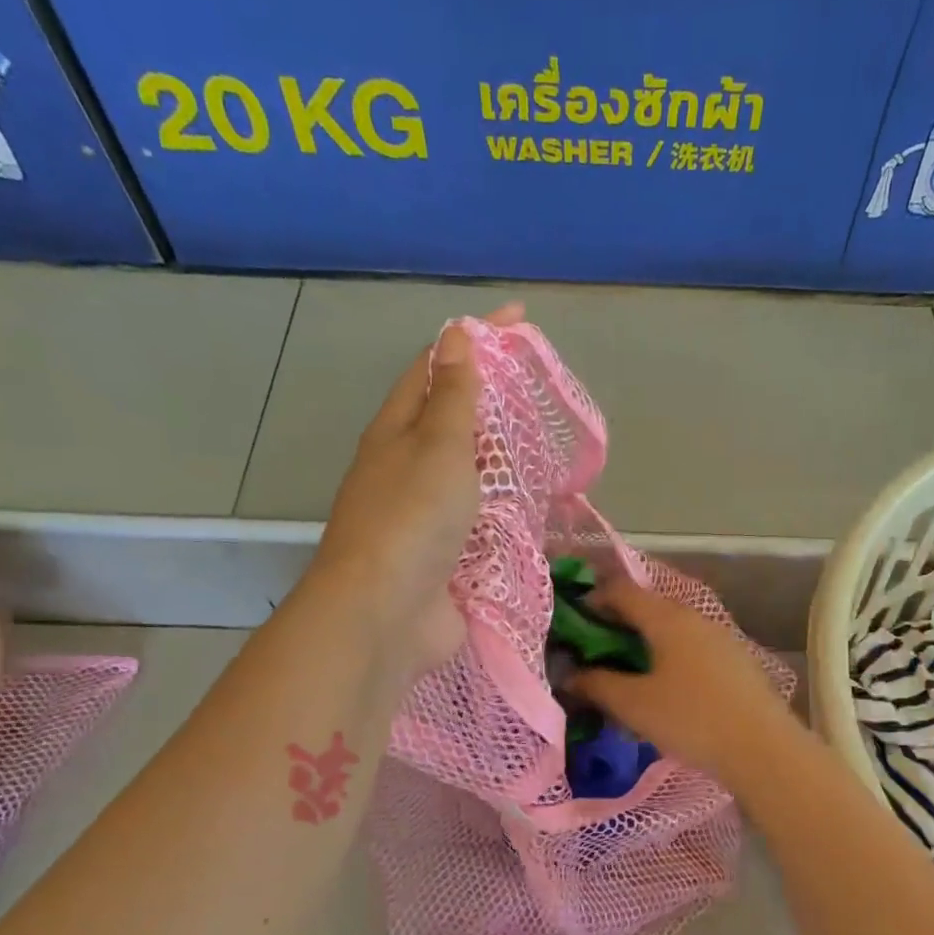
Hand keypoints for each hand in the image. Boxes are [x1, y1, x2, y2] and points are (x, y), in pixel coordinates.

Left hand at [313, 303, 524, 675]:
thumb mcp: (438, 446)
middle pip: (449, 423)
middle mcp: (404, 471)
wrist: (386, 614)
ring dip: (501, 463)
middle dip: (491, 402)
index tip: (520, 320)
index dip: (474, 339)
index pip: (434, 368)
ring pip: (467, 478)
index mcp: (396, 433)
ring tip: (547, 450)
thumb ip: (453, 397)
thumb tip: (455, 336)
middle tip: (540, 391)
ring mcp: (423, 520)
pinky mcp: (444, 560)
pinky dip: (506, 515)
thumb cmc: (411, 519)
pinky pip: (480, 526)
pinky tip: (535, 512)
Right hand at [569, 579, 797, 779]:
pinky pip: (693, 649)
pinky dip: (670, 658)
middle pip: (650, 608)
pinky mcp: (737, 663)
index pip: (623, 590)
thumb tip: (569, 674)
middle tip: (595, 651)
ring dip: (646, 643)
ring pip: (673, 630)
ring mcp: (721, 639)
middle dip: (619, 625)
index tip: (575, 622)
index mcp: (667, 618)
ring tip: (627, 672)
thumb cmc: (691, 719)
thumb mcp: (633, 704)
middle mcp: (696, 618)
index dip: (594, 599)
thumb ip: (596, 685)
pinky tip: (665, 689)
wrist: (763, 749)